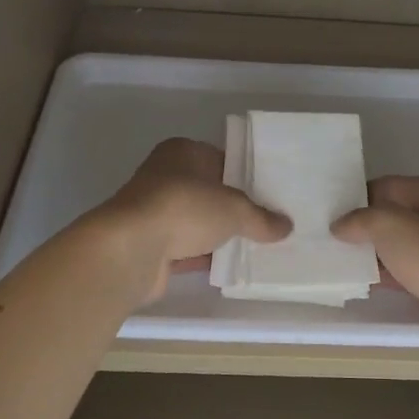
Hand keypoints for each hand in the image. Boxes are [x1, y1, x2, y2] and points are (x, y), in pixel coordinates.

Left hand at [96, 138, 290, 303]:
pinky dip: (202, 256)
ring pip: (195, 221)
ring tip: (253, 247)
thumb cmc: (184, 208)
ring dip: (216, 234)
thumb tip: (287, 226)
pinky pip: (184, 248)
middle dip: (232, 207)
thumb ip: (261, 218)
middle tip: (265, 222)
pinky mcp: (148, 243)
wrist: (131, 247)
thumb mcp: (235, 209)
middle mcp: (164, 175)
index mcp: (182, 151)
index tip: (268, 194)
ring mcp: (153, 210)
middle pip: (207, 191)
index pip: (220, 158)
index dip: (244, 175)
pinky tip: (227, 266)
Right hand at [333, 175, 418, 374]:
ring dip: (367, 254)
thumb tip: (340, 225)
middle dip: (359, 227)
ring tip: (329, 259)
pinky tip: (353, 282)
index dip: (355, 196)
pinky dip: (379, 277)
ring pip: (393, 247)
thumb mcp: (389, 225)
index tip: (325, 211)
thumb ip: (360, 219)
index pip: (383, 186)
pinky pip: (399, 274)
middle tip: (320, 235)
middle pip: (388, 217)